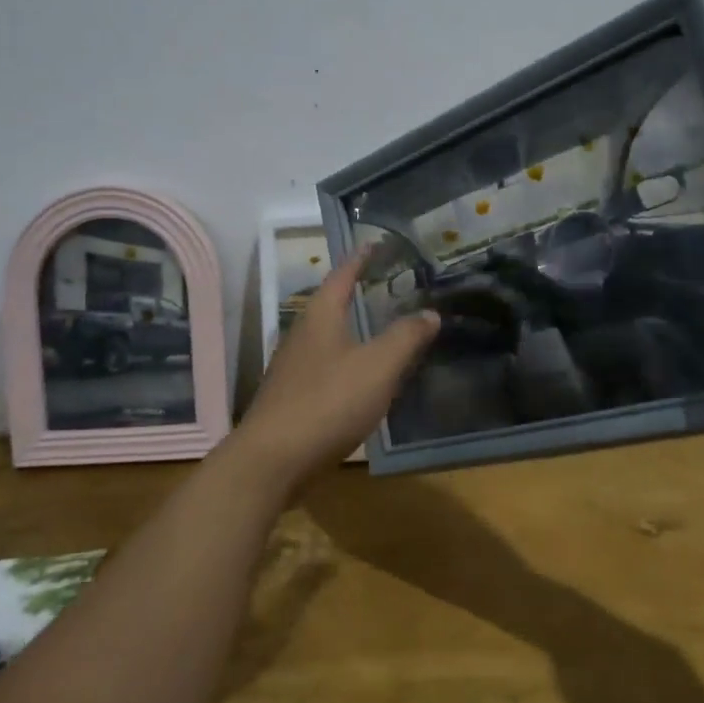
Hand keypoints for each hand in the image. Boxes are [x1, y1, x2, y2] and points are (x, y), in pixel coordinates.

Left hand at [232, 246, 439, 489]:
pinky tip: (364, 376)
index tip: (376, 243)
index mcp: (320, 315)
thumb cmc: (328, 402)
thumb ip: (405, 337)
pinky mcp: (293, 395)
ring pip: (329, 336)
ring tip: (383, 328)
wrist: (273, 459)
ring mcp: (294, 365)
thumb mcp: (378, 367)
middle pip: (332, 303)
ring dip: (353, 328)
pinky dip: (348, 360)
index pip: (342, 274)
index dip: (361, 258)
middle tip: (389, 286)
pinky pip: (326, 365)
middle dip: (358, 292)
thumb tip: (430, 312)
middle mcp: (302, 333)